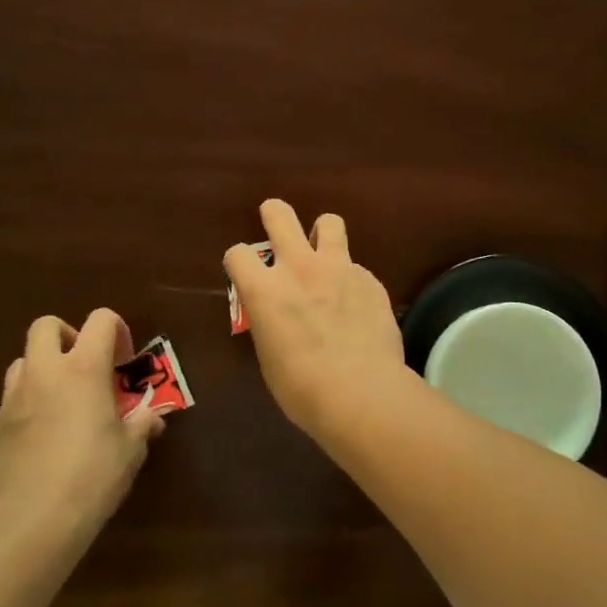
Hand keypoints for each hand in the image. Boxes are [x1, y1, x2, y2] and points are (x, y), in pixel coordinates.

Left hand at [0, 309, 165, 533]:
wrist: (32, 518)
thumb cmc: (92, 474)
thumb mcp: (130, 449)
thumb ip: (142, 425)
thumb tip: (153, 419)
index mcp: (84, 368)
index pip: (100, 320)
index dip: (117, 330)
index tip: (124, 359)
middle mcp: (46, 371)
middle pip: (47, 325)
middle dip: (68, 336)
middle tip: (86, 365)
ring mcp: (16, 396)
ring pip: (24, 358)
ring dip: (45, 366)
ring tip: (64, 397)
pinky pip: (14, 394)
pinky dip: (31, 398)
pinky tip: (47, 429)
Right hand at [224, 199, 406, 433]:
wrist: (362, 392)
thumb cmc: (303, 388)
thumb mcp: (270, 357)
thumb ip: (270, 322)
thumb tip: (278, 316)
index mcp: (264, 291)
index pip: (237, 253)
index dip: (239, 262)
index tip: (245, 273)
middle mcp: (298, 268)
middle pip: (280, 215)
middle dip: (274, 213)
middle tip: (276, 222)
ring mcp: (339, 268)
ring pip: (329, 222)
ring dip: (322, 233)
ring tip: (324, 252)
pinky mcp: (370, 279)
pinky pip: (356, 267)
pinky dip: (351, 279)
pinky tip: (357, 306)